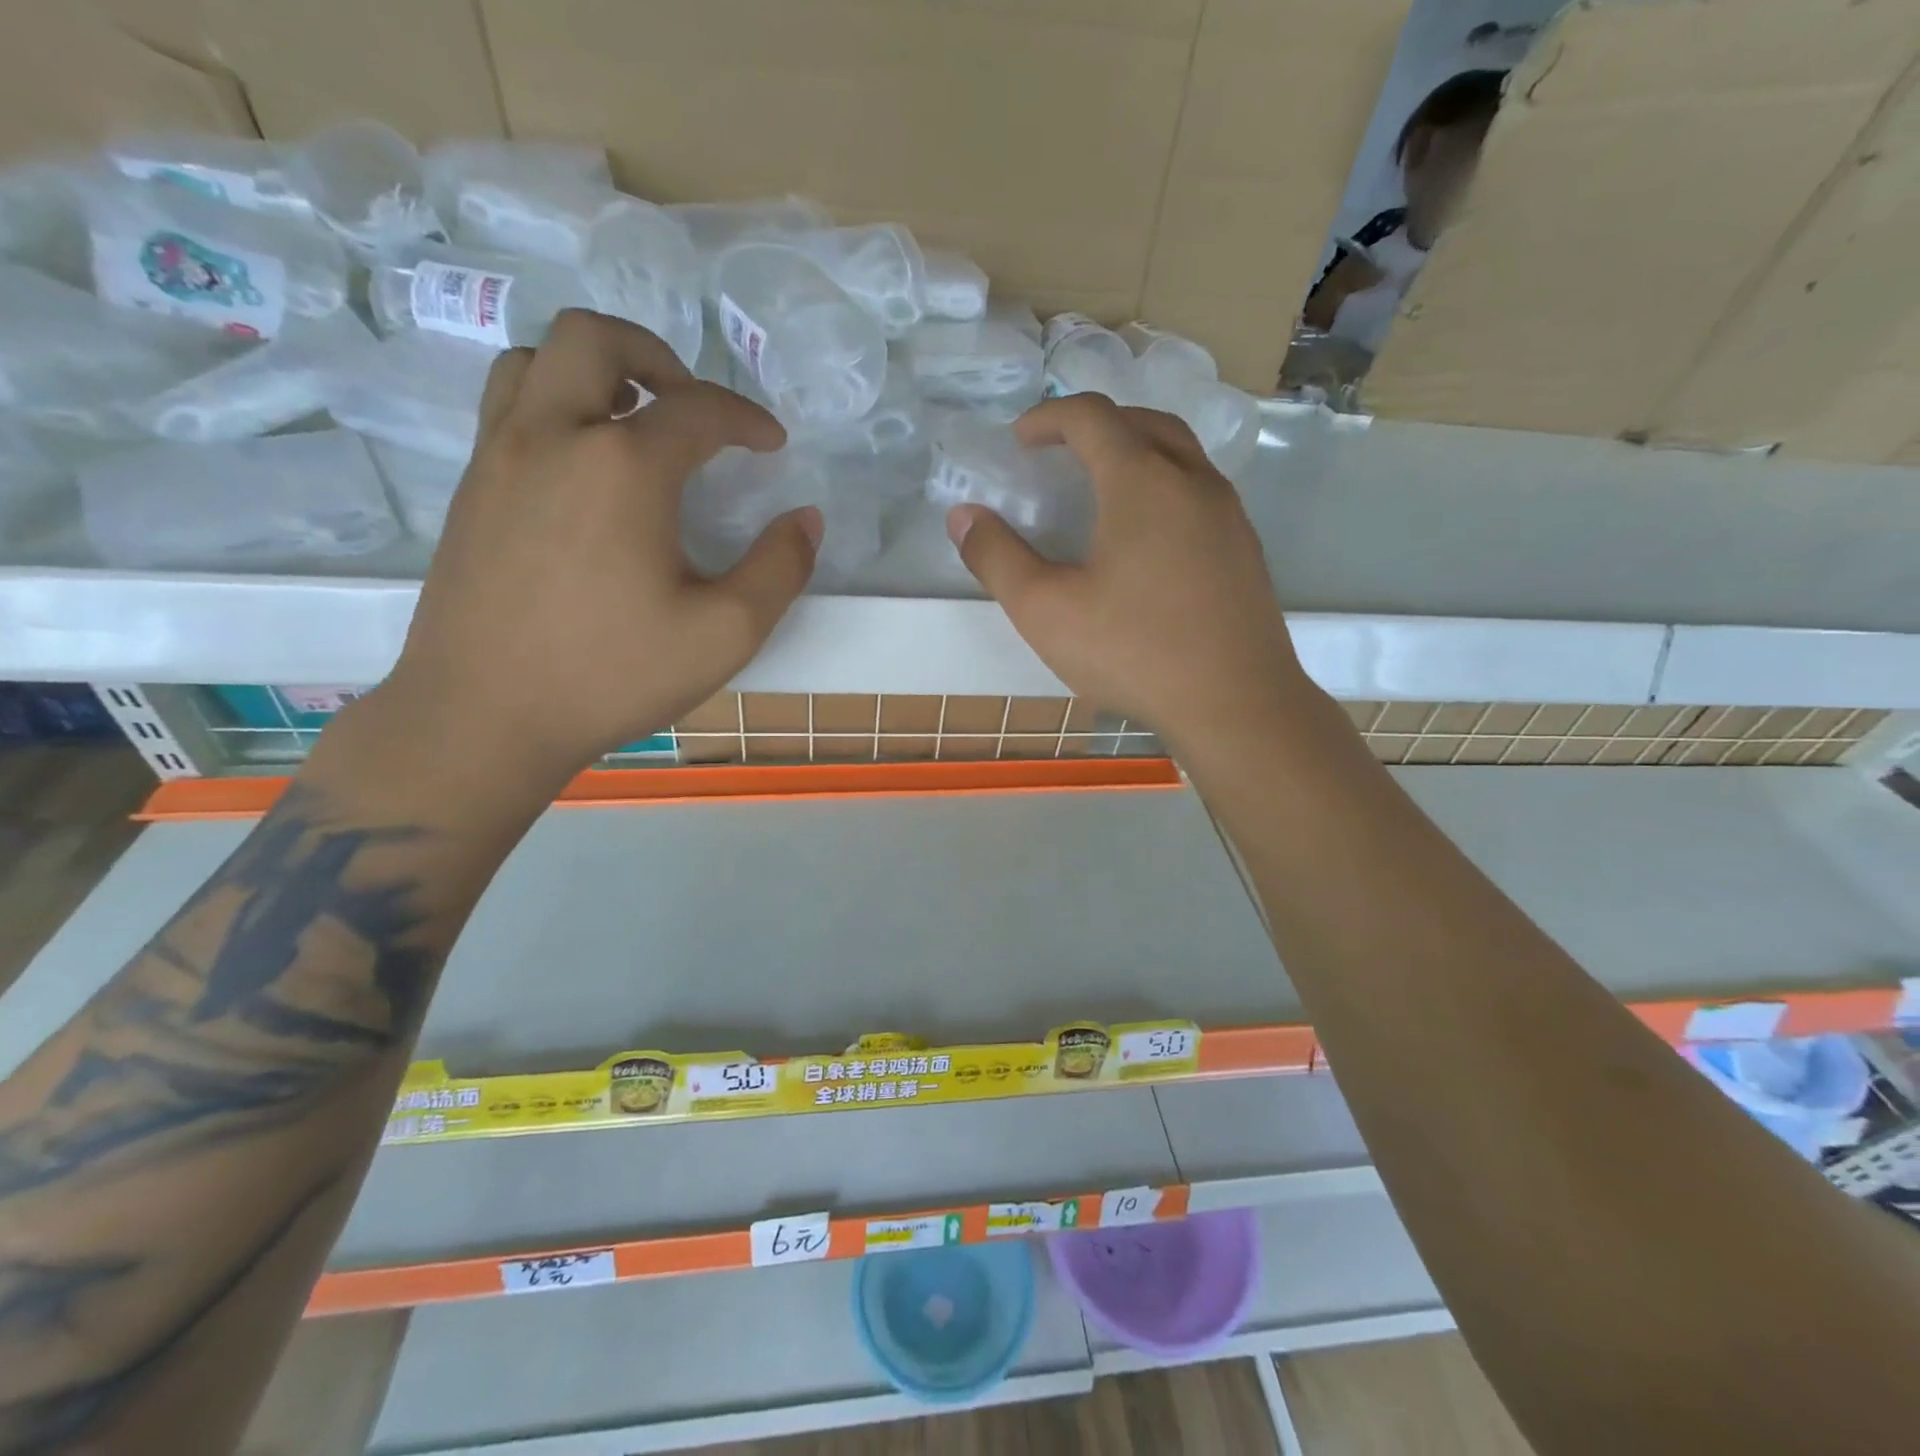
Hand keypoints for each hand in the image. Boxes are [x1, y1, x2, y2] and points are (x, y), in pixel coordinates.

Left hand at [378, 310, 820, 787]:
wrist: (484, 716)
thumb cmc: (612, 674)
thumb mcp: (725, 632)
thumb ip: (779, 569)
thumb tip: (806, 520)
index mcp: (623, 466)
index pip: (698, 409)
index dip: (747, 418)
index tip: (772, 445)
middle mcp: (553, 436)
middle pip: (595, 337)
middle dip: (658, 356)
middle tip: (692, 407)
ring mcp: (499, 457)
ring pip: (536, 359)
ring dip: (595, 371)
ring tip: (633, 421)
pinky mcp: (471, 489)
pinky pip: (508, 406)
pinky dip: (553, 404)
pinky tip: (584, 466)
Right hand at [948, 395, 1307, 749]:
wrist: (1236, 704)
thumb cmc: (1134, 652)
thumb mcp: (1046, 610)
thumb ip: (997, 558)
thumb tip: (963, 517)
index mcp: (1142, 481)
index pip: (1092, 417)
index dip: (1048, 418)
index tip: (1019, 440)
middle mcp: (1192, 480)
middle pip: (1142, 422)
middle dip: (1095, 425)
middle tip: (1060, 452)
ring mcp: (1228, 513)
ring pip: (1180, 453)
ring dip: (1136, 450)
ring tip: (1101, 485)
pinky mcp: (1246, 548)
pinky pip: (1200, 490)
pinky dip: (1165, 485)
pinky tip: (1146, 536)